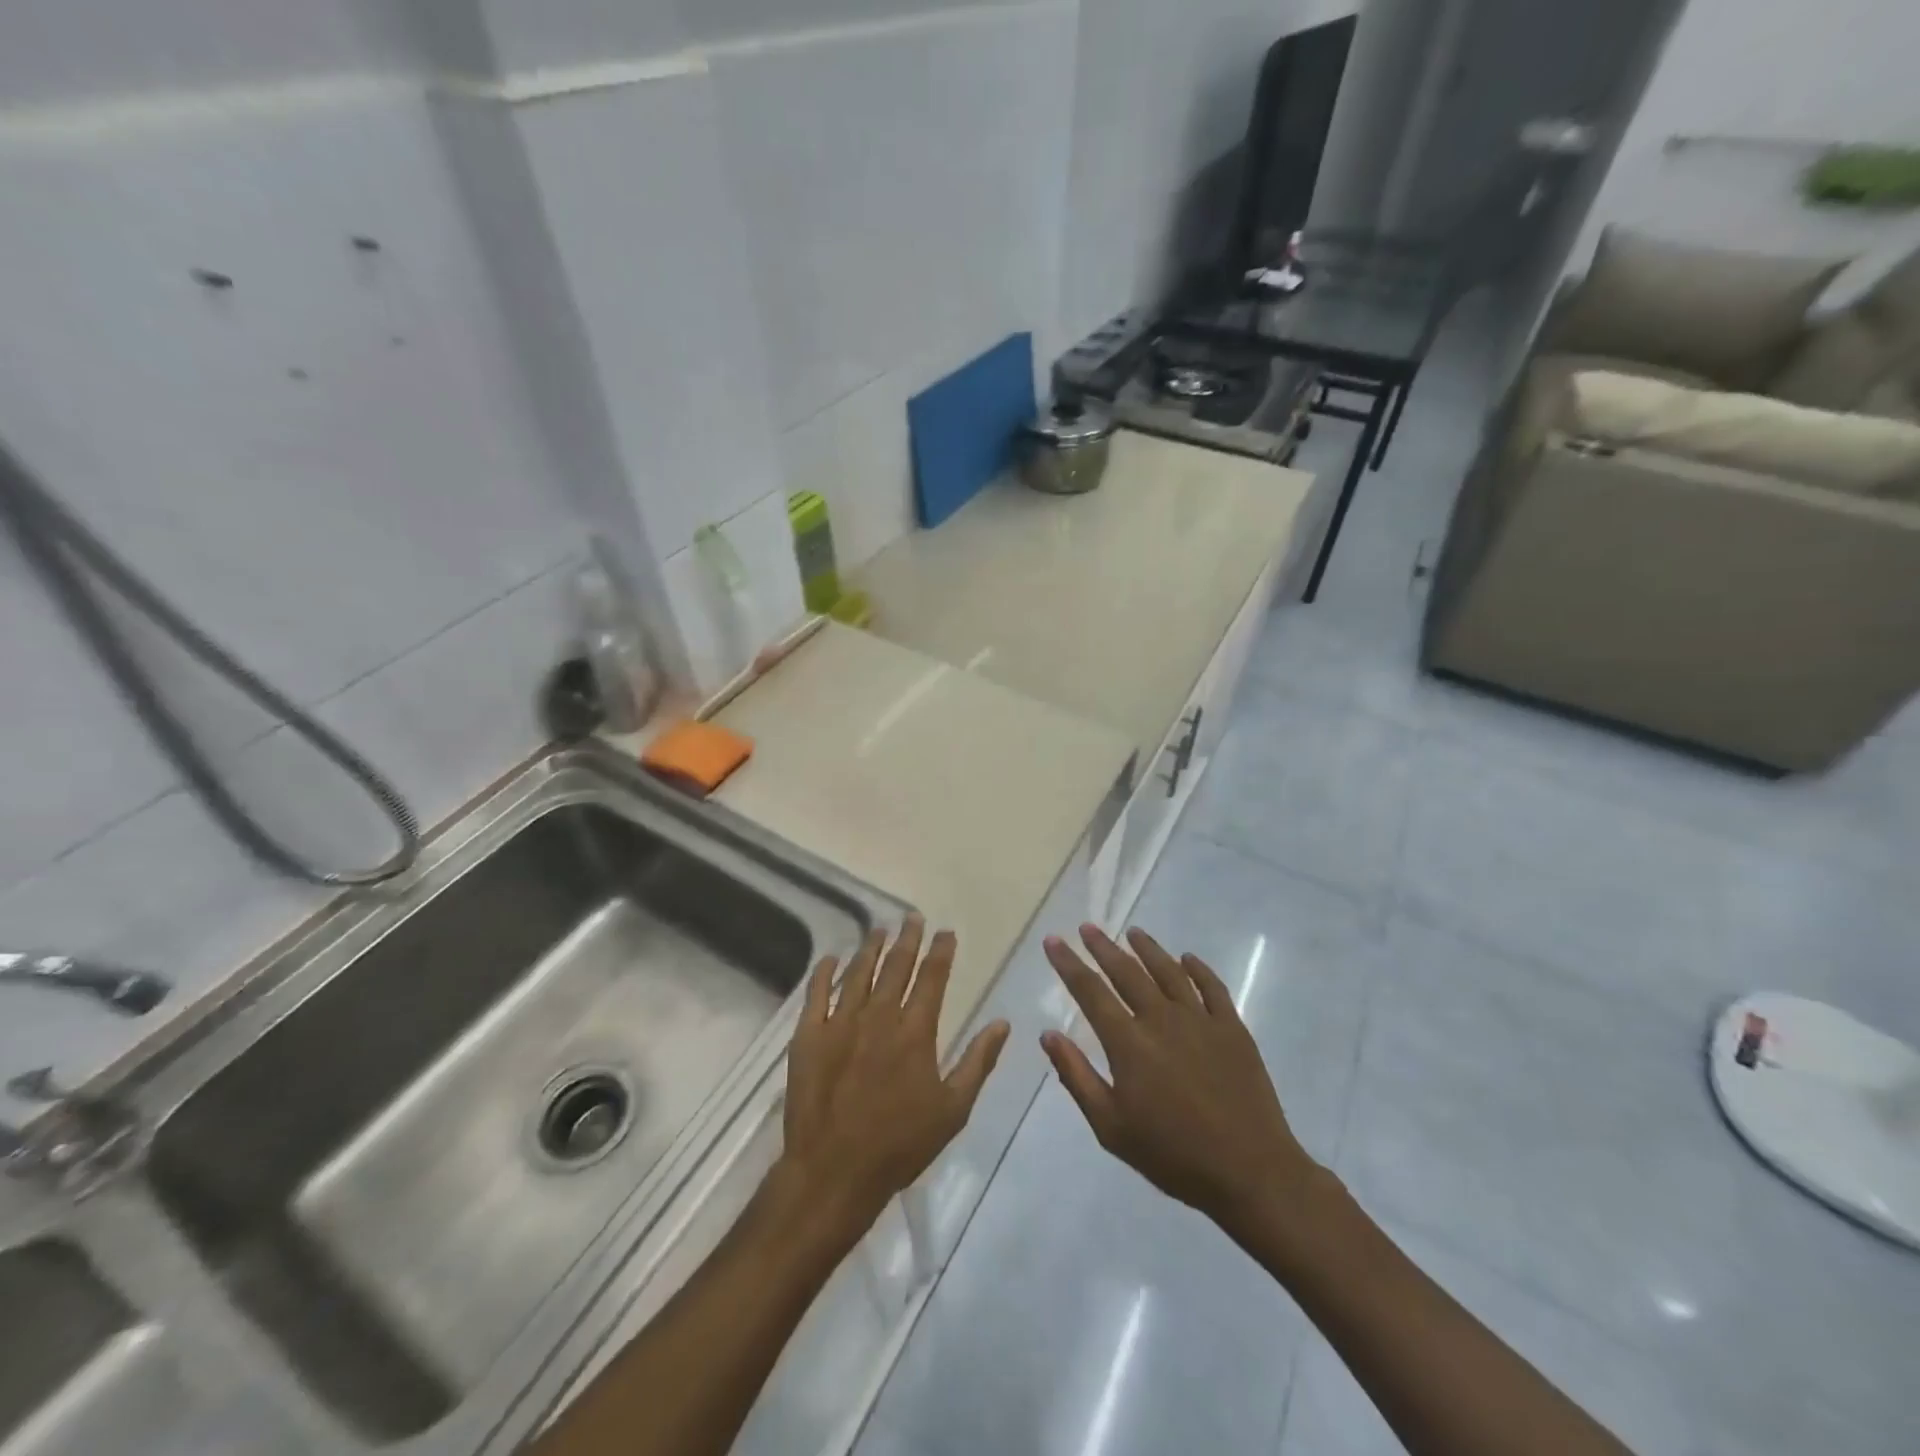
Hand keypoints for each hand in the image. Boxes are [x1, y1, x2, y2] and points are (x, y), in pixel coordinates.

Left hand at [778, 916, 1009, 1236]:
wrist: (834, 1172)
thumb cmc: (900, 1145)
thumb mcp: (953, 1109)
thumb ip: (978, 1062)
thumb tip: (1002, 1022)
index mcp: (916, 1031)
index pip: (932, 977)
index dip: (941, 951)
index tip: (945, 932)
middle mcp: (880, 1016)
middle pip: (896, 966)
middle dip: (907, 938)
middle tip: (912, 917)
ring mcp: (841, 1023)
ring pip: (858, 972)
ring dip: (870, 948)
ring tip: (879, 929)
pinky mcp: (809, 1036)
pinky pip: (816, 994)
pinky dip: (824, 973)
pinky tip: (830, 958)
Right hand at [1041, 923, 1319, 1238]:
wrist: (1250, 1172)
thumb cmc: (1173, 1155)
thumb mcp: (1111, 1128)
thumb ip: (1077, 1077)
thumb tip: (1048, 1034)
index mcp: (1128, 1042)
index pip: (1090, 991)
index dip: (1069, 963)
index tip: (1053, 940)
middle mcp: (1161, 1019)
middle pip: (1126, 972)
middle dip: (1103, 947)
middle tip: (1088, 927)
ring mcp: (1200, 1020)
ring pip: (1168, 971)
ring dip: (1147, 948)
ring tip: (1133, 933)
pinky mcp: (1232, 1028)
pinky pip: (1212, 987)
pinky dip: (1197, 968)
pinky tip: (1187, 958)